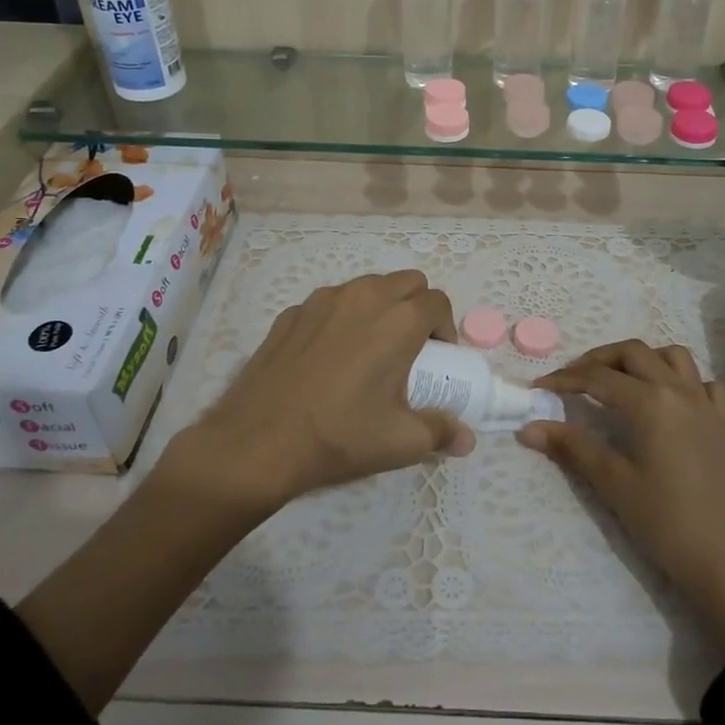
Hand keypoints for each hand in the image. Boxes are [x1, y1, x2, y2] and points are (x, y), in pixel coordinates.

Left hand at [162, 270, 473, 514]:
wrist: (257, 442)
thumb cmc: (339, 436)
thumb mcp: (400, 442)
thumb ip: (441, 433)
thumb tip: (467, 440)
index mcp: (398, 320)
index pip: (438, 302)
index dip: (445, 328)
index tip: (438, 360)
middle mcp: (364, 297)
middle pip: (407, 282)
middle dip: (418, 307)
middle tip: (411, 349)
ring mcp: (322, 301)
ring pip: (367, 287)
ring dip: (381, 307)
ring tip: (370, 350)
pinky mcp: (291, 313)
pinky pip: (330, 304)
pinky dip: (341, 319)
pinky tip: (329, 358)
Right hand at [521, 340, 724, 652]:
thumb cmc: (664, 522)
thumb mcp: (612, 483)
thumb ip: (572, 447)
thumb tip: (528, 428)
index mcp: (650, 403)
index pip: (598, 378)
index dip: (564, 379)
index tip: (539, 388)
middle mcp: (680, 391)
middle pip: (634, 353)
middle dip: (599, 359)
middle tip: (575, 379)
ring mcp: (708, 404)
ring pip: (674, 357)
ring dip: (642, 360)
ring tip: (621, 381)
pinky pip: (706, 383)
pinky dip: (684, 380)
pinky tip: (670, 401)